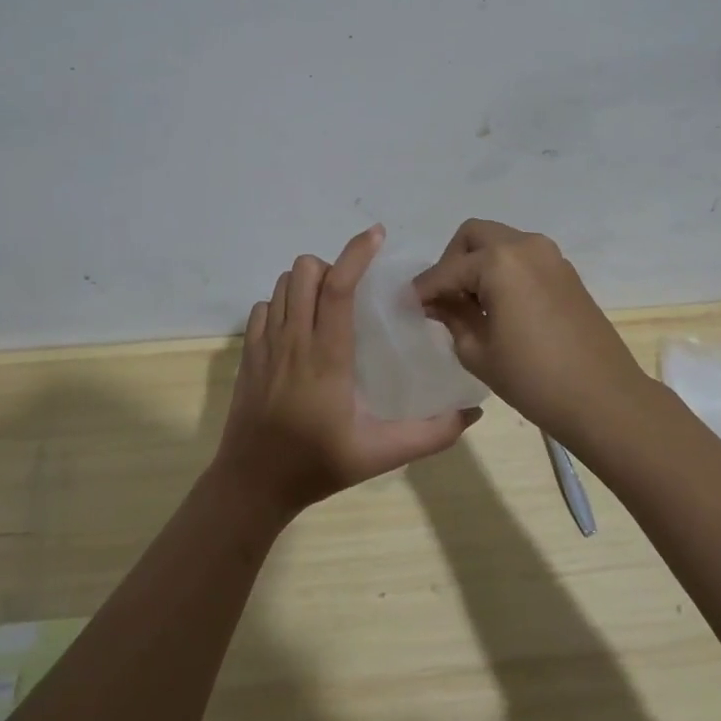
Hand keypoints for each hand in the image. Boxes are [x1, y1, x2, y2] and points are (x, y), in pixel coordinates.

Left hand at [215, 225, 480, 520]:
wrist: (252, 485)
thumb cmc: (318, 465)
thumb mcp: (381, 455)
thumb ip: (431, 435)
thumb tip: (473, 412)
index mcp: (326, 356)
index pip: (337, 287)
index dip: (356, 253)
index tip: (376, 235)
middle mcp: (292, 340)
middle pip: (304, 271)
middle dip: (331, 267)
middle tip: (354, 292)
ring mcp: (264, 345)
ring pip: (282, 285)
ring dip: (306, 283)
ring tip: (329, 307)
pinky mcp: (247, 355)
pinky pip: (263, 308)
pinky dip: (283, 305)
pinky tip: (299, 330)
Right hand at [413, 219, 649, 439]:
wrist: (604, 398)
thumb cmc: (533, 378)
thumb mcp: (478, 351)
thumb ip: (452, 317)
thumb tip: (436, 302)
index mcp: (499, 261)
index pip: (447, 270)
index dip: (423, 289)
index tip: (407, 305)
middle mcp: (525, 245)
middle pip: (473, 236)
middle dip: (451, 262)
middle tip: (444, 298)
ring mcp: (551, 256)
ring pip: (500, 243)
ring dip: (479, 264)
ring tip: (471, 304)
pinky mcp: (566, 272)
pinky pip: (522, 258)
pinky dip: (503, 271)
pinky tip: (499, 307)